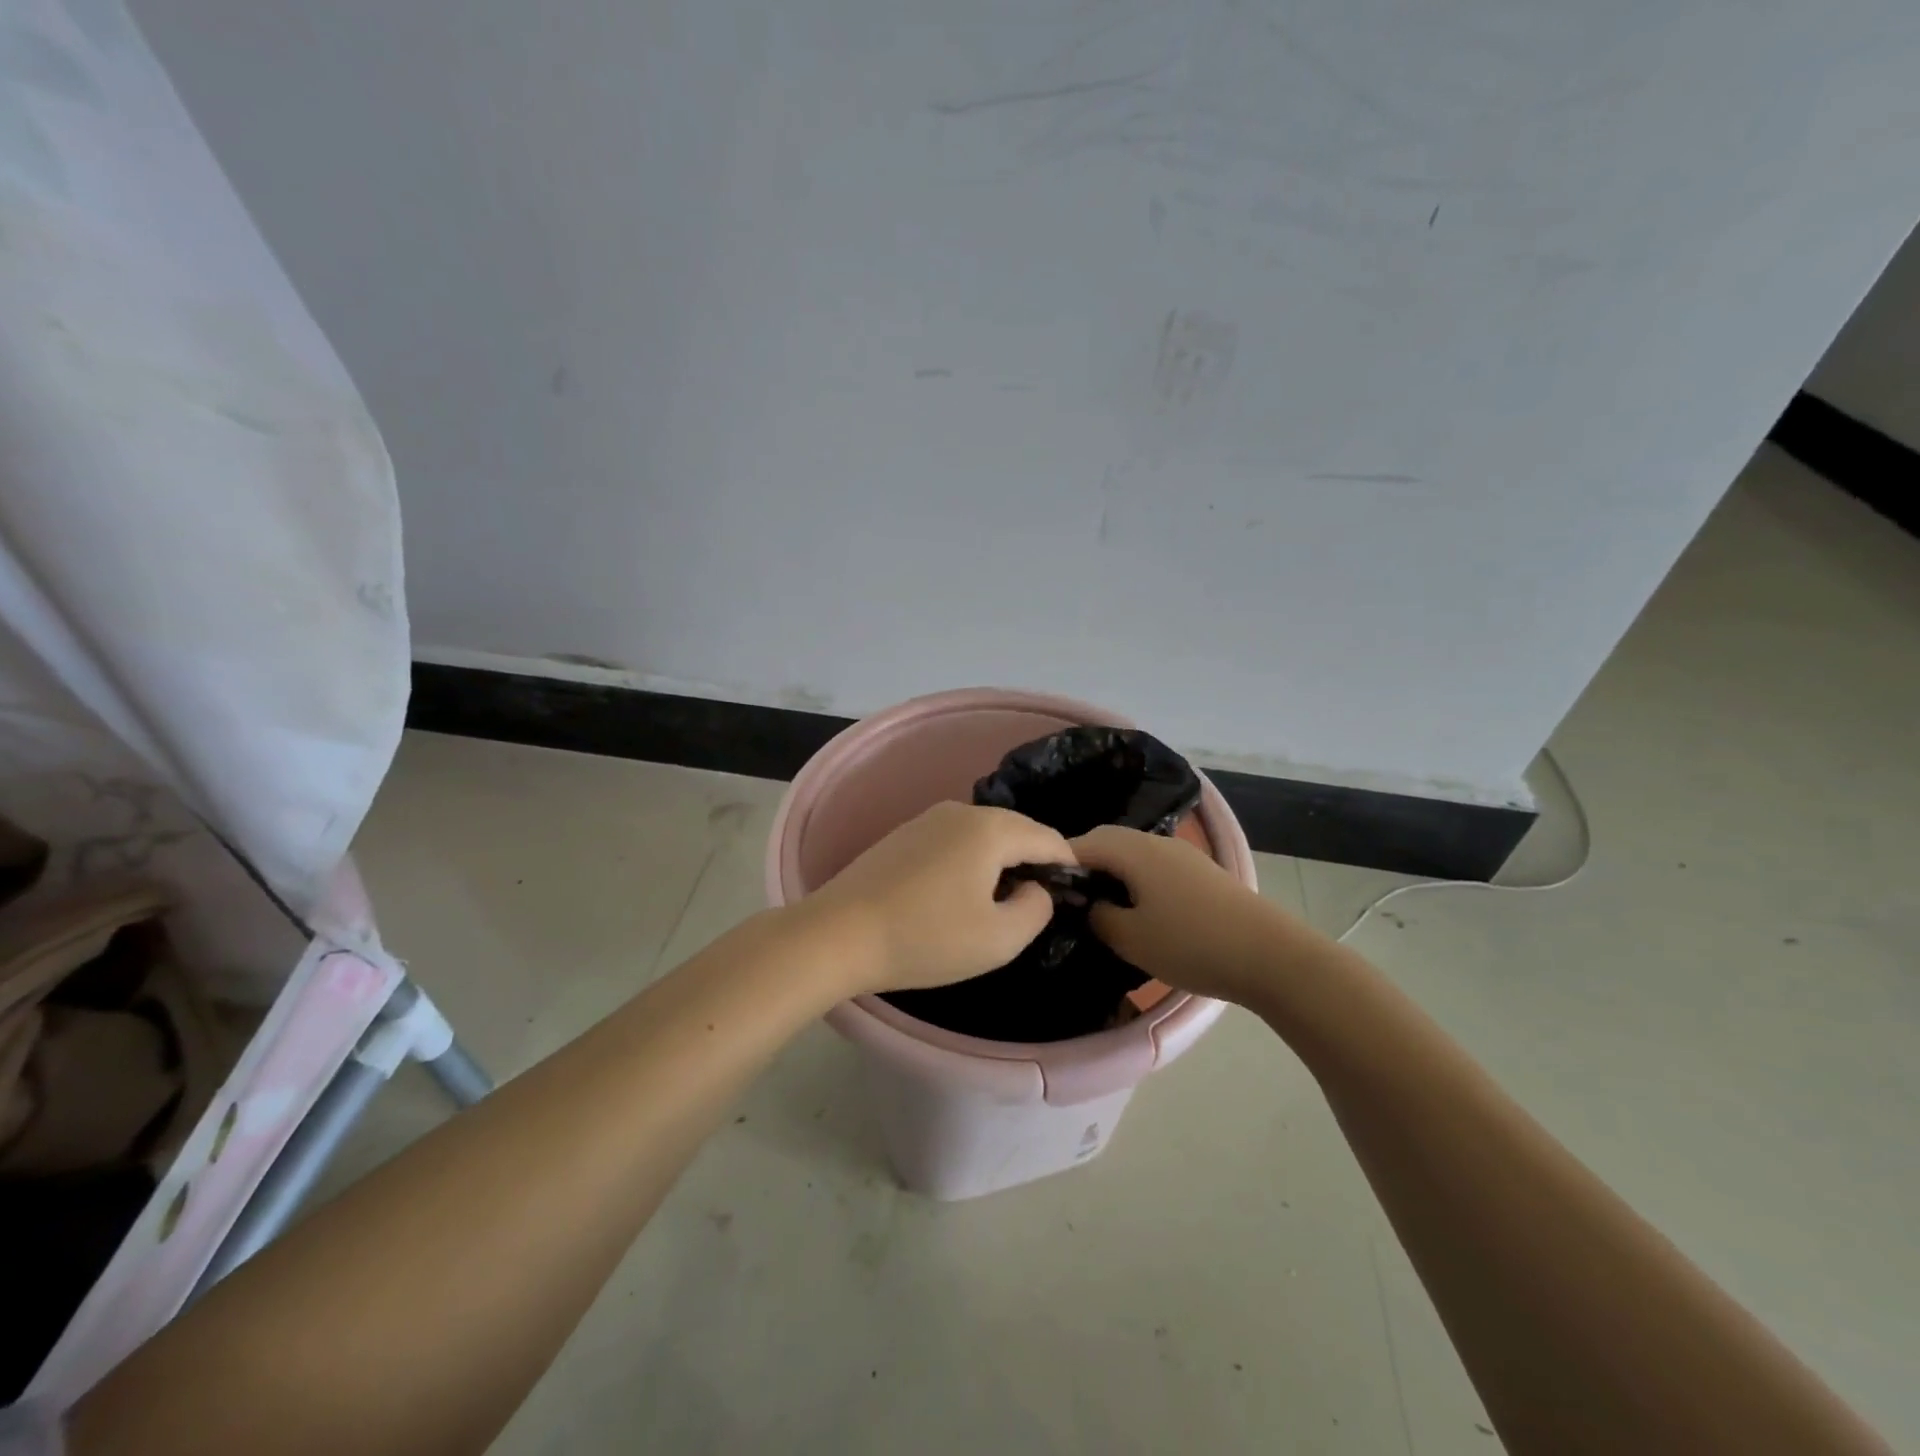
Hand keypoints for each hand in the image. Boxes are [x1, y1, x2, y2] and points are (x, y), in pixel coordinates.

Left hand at [800, 801, 1073, 995]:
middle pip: (1016, 831)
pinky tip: (959, 893)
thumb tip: (1035, 888)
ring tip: (1001, 901)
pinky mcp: (903, 834)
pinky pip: (954, 841)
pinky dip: (970, 862)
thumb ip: (1037, 908)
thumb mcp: (999, 938)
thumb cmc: (927, 937)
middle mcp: (962, 811)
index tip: (1076, 894)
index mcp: (991, 829)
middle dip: (1034, 861)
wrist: (838, 934)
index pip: (1048, 838)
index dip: (1068, 865)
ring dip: (1000, 862)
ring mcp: (927, 818)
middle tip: (1041, 901)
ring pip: (983, 835)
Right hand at [1071, 825, 1314, 1005]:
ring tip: (1101, 905)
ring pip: (1134, 853)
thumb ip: (1098, 917)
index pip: (1083, 843)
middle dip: (1085, 864)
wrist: (1271, 955)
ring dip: (1113, 872)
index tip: (1043, 887)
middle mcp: (1157, 842)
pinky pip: (1155, 865)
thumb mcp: (1130, 938)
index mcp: (1134, 850)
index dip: (1058, 862)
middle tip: (1069, 897)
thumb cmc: (1191, 944)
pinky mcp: (1202, 872)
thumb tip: (1089, 905)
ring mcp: (1183, 854)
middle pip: (1109, 842)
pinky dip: (1136, 879)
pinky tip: (1139, 908)